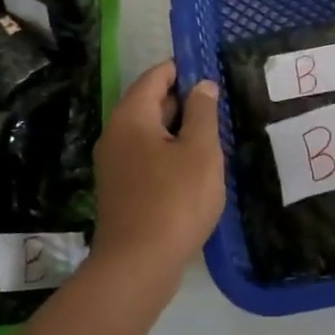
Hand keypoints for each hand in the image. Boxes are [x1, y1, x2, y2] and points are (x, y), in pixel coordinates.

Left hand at [89, 60, 225, 285]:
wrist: (138, 265)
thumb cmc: (174, 200)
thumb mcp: (200, 151)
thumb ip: (202, 113)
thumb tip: (202, 85)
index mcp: (131, 117)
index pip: (155, 77)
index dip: (183, 69)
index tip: (211, 70)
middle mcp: (116, 134)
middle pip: (150, 103)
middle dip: (184, 101)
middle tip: (219, 104)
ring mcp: (115, 164)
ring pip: (151, 133)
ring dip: (180, 131)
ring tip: (214, 135)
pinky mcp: (122, 190)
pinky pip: (148, 158)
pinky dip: (170, 154)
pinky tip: (196, 168)